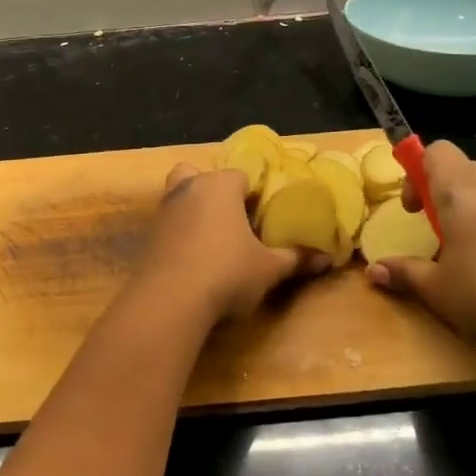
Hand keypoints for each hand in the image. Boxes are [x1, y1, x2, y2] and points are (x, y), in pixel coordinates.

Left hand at [130, 163, 328, 323]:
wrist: (169, 300)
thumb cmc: (226, 273)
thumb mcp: (269, 269)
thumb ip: (296, 258)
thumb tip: (328, 258)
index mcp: (219, 185)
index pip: (242, 176)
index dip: (255, 193)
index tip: (264, 215)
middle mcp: (188, 188)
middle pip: (200, 176)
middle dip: (214, 191)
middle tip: (234, 220)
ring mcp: (163, 210)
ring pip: (179, 197)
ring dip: (194, 211)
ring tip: (214, 240)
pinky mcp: (147, 235)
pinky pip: (168, 224)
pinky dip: (179, 234)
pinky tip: (193, 259)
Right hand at [365, 139, 475, 352]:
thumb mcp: (437, 289)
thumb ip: (404, 274)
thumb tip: (373, 272)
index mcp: (460, 192)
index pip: (436, 151)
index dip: (417, 171)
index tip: (413, 209)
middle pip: (462, 169)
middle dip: (442, 193)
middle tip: (434, 230)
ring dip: (471, 211)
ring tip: (466, 253)